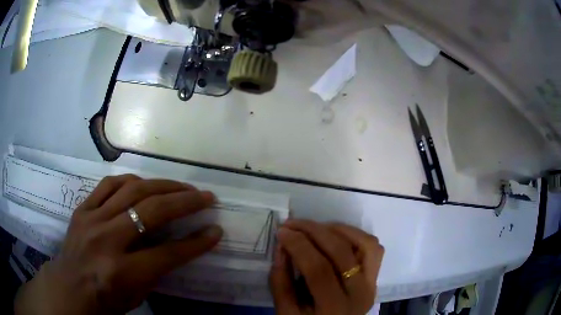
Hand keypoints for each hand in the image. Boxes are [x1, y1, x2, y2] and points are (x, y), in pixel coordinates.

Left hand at [14, 175, 222, 314]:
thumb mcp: (137, 295)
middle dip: (185, 202)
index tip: (216, 231)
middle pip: (151, 211)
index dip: (196, 243)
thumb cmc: (105, 300)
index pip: (167, 253)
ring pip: (131, 190)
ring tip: (180, 187)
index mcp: (121, 272)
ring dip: (162, 185)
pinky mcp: (82, 208)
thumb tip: (181, 246)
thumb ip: (157, 270)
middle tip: (205, 196)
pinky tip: (144, 184)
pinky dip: (130, 181)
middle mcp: (106, 240)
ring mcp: (91, 219)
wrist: (69, 288)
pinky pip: (109, 184)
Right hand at [270, 220, 383, 314]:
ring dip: (340, 230)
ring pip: (366, 244)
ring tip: (316, 228)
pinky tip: (335, 236)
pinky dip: (355, 236)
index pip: (318, 269)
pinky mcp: (376, 278)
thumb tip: (282, 245)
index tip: (282, 231)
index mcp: (333, 308)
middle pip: (341, 252)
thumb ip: (280, 280)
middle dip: (314, 231)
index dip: (299, 245)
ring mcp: (372, 284)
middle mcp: (360, 294)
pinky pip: (372, 249)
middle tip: (293, 224)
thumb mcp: (285, 311)